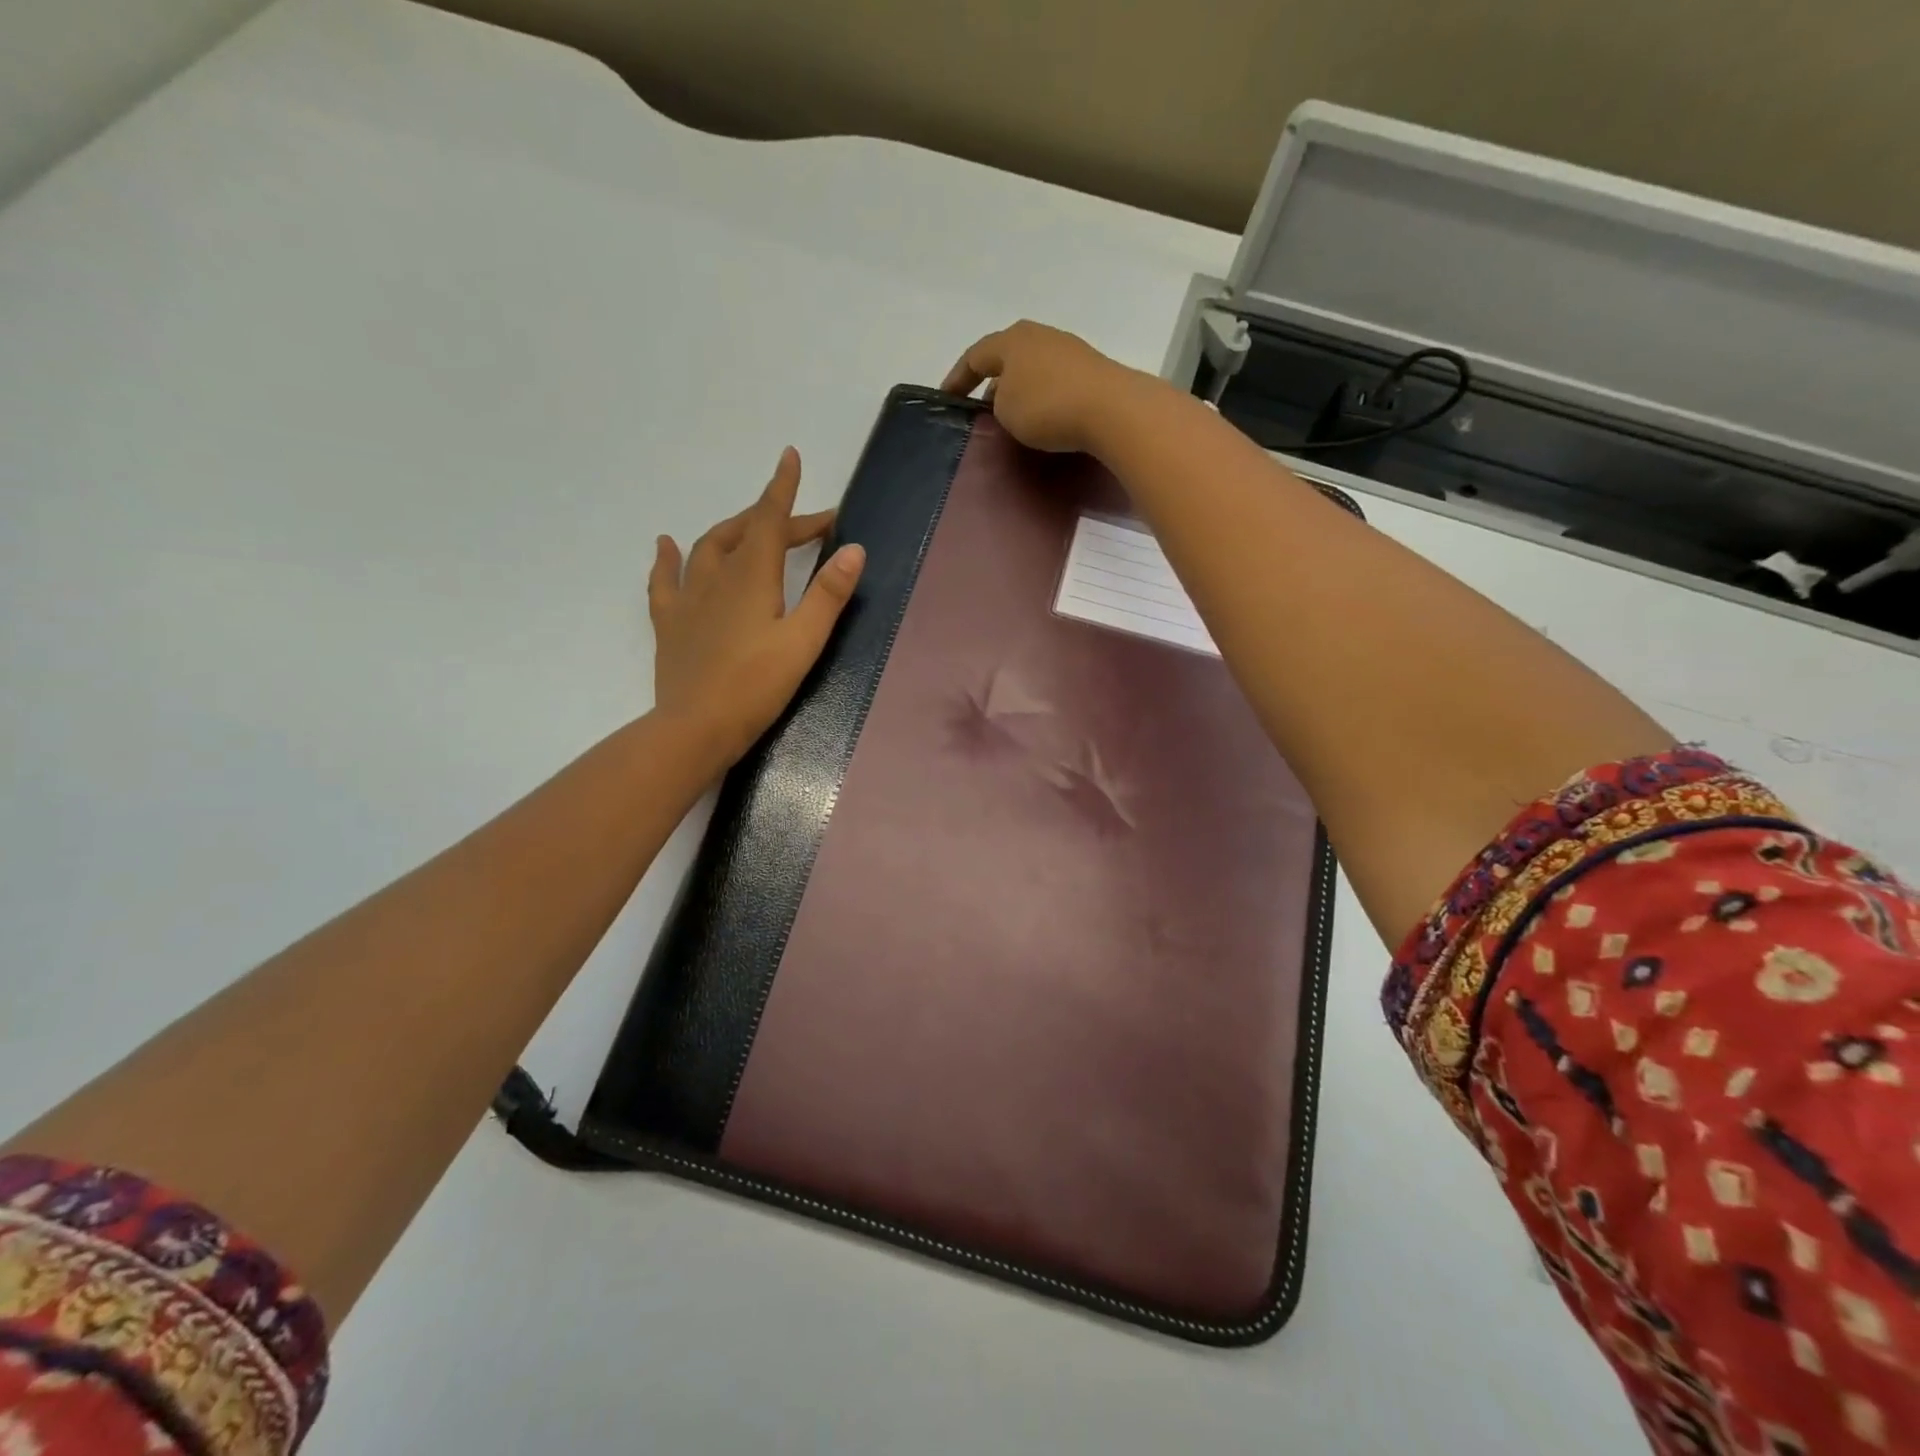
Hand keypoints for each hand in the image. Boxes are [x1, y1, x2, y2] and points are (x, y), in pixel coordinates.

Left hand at [649, 447, 864, 766]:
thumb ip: (828, 595)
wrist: (695, 728)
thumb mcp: (804, 641)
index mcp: (752, 576)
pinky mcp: (670, 623)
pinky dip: (669, 558)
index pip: (771, 520)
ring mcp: (688, 598)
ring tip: (753, 526)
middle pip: (746, 531)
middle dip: (777, 518)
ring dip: (734, 530)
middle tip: (811, 526)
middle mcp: (716, 576)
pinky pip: (665, 579)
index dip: (783, 489)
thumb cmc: (756, 686)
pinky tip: (668, 545)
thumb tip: (854, 549)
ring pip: (708, 547)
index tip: (790, 457)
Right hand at [941, 320, 1153, 454]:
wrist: (1111, 409)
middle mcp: (1040, 336)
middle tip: (982, 412)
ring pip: (1032, 370)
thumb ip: (997, 403)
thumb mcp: (1006, 410)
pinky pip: (1055, 384)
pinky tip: (1044, 419)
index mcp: (1012, 340)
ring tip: (1013, 420)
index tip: (946, 398)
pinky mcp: (1091, 371)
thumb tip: (1006, 399)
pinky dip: (1043, 399)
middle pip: (1007, 359)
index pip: (974, 356)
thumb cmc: (1046, 406)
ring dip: (1019, 392)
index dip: (957, 378)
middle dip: (991, 383)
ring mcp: (1069, 351)